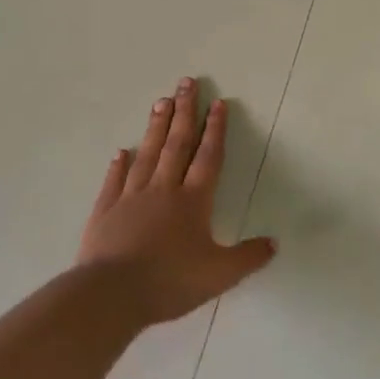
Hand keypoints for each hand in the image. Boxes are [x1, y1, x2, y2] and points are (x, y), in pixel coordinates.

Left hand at [77, 78, 274, 324]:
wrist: (111, 296)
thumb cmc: (169, 281)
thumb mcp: (219, 275)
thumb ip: (248, 258)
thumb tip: (274, 244)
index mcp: (193, 201)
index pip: (208, 157)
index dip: (215, 130)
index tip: (218, 103)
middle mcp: (163, 190)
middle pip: (176, 144)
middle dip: (185, 112)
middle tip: (187, 82)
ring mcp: (131, 197)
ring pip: (147, 154)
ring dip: (156, 127)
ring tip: (161, 100)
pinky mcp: (105, 212)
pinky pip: (115, 181)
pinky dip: (119, 165)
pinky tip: (121, 151)